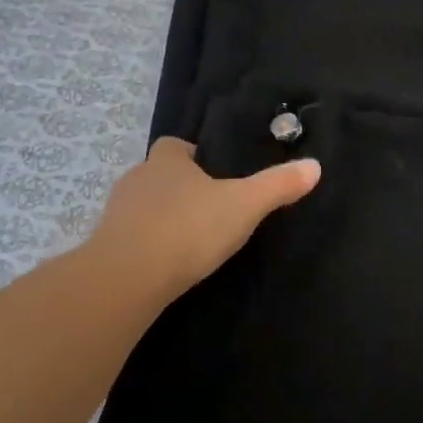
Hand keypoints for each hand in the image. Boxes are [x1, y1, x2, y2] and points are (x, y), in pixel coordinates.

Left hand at [91, 137, 320, 302]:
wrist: (129, 276)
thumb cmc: (189, 229)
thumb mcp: (243, 205)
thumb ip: (277, 186)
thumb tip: (315, 165)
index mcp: (167, 161)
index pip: (174, 146)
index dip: (192, 155)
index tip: (213, 173)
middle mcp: (137, 178)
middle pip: (159, 175)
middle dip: (180, 188)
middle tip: (210, 209)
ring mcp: (117, 212)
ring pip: (144, 206)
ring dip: (162, 217)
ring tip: (190, 239)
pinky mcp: (107, 244)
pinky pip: (132, 236)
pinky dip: (148, 243)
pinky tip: (166, 262)